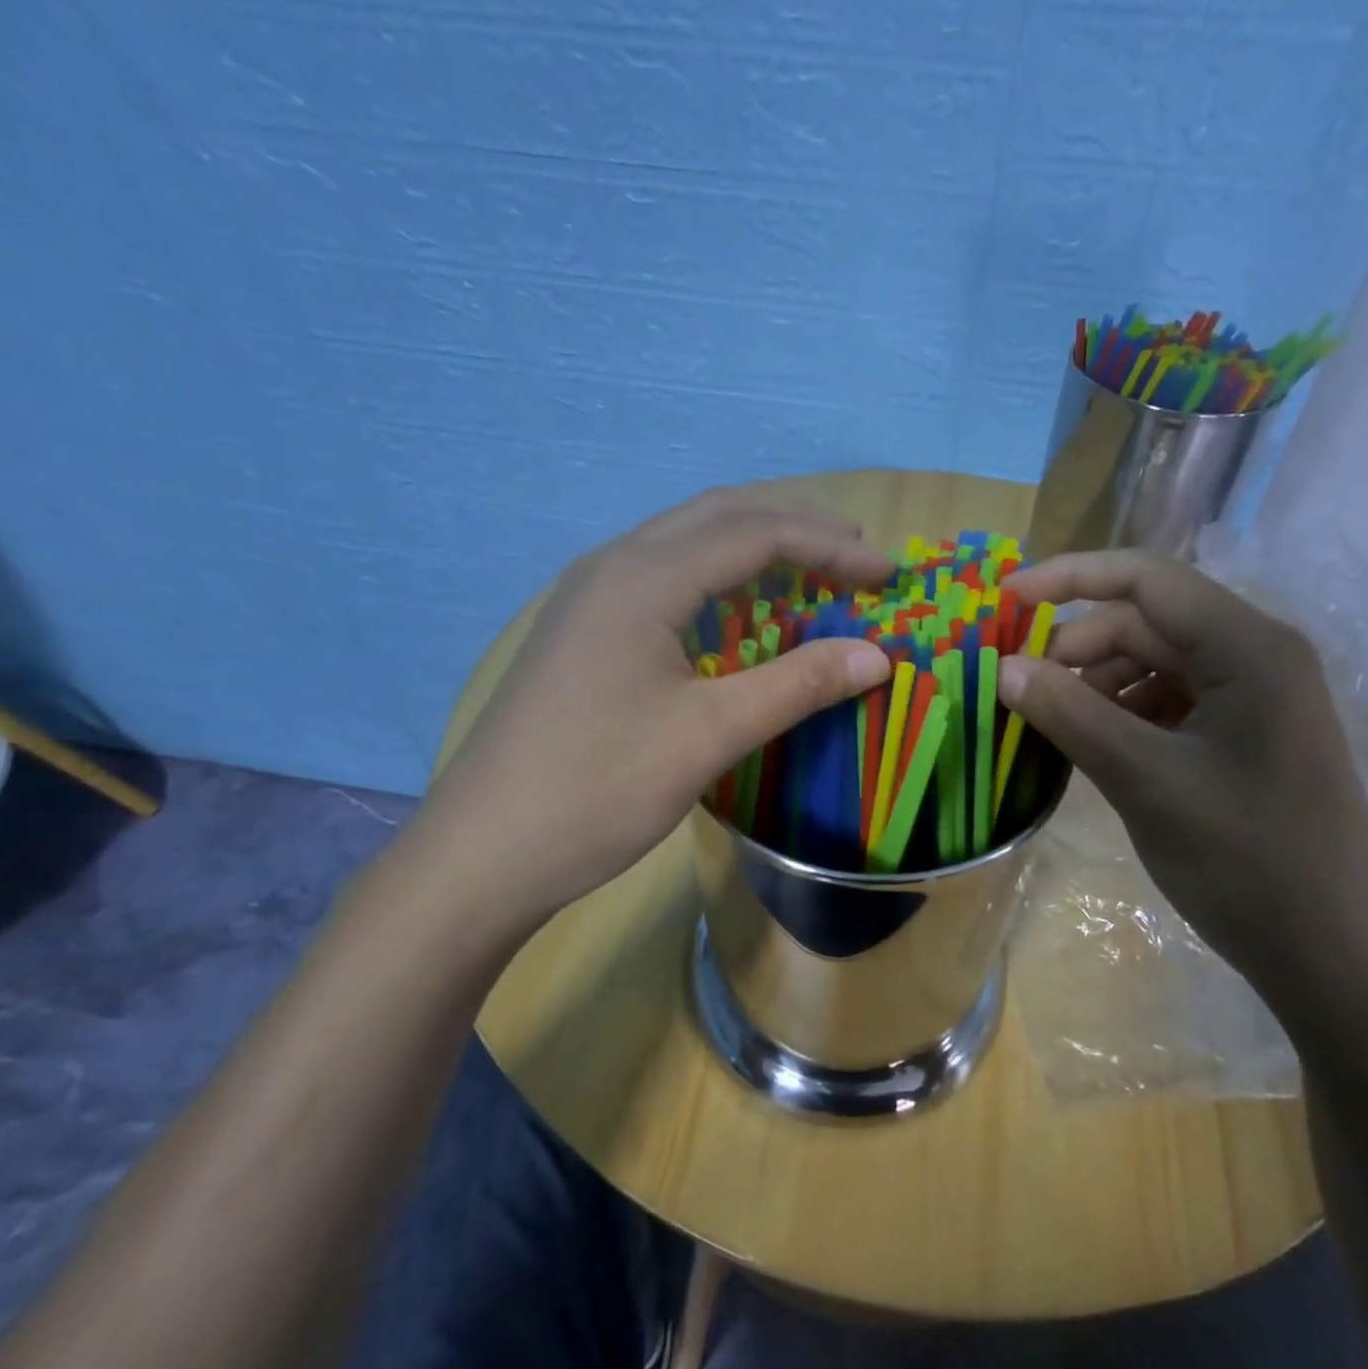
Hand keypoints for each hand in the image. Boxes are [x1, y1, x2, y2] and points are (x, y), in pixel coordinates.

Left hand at [402, 490, 893, 939]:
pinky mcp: (580, 631)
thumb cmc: (598, 790)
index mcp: (642, 578)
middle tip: (855, 553)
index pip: (754, 533)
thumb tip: (878, 656)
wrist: (481, 853)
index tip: (885, 573)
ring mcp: (588, 597)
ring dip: (752, 546)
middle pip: (718, 516)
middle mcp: (612, 567)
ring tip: (809, 570)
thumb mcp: (709, 736)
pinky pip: (661, 576)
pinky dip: (715, 578)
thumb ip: (797, 686)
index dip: (829, 546)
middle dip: (794, 527)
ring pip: (684, 541)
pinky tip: (736, 611)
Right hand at [998, 550, 1367, 1014]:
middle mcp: (1254, 658)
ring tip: (1053, 731)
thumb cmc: (1247, 862)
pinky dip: (1120, 717)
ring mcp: (1250, 700)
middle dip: (1076, 650)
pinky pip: (1165, 704)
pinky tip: (1092, 752)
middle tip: (1020, 693)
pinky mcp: (1241, 738)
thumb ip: (1071, 715)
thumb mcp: (1146, 782)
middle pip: (1144, 624)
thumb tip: (1004, 668)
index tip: (1005, 600)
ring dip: (1094, 688)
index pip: (1145, 579)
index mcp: (1248, 648)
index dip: (1068, 578)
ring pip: (1150, 666)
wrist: (1335, 961)